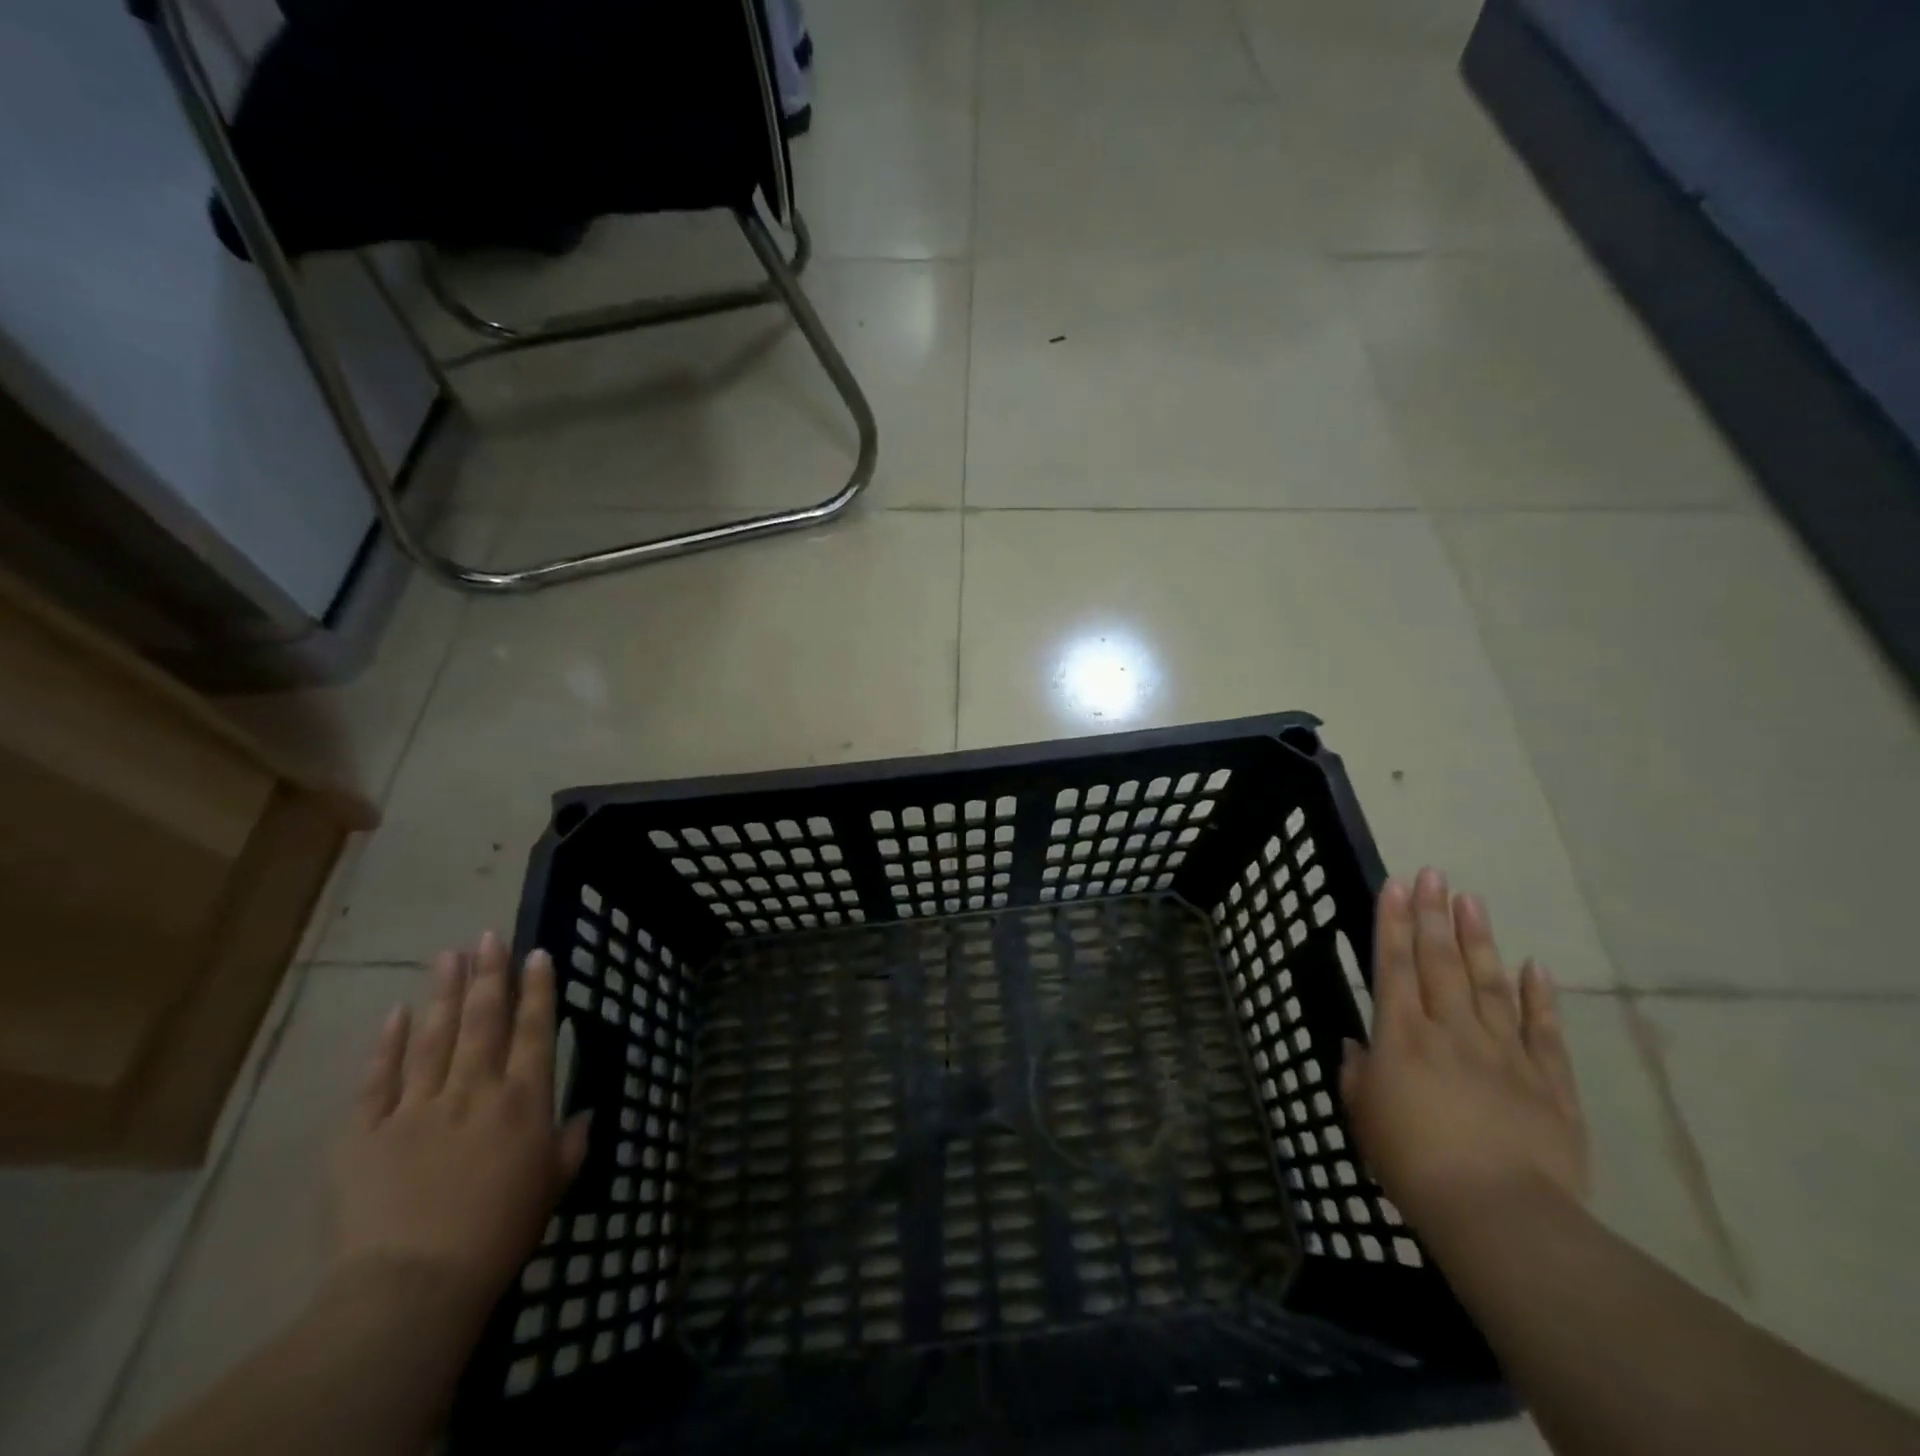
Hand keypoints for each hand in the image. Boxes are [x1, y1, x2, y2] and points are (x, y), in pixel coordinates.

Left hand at [329, 933, 588, 1331]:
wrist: (414, 1283)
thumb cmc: (500, 1232)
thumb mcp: (553, 1186)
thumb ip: (572, 1144)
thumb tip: (587, 1115)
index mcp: (523, 1099)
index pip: (535, 1030)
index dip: (538, 989)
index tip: (537, 953)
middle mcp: (475, 1088)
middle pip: (484, 1019)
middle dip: (489, 973)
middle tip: (489, 936)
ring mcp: (417, 1106)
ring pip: (434, 1036)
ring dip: (443, 992)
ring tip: (448, 954)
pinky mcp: (366, 1133)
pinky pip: (378, 1079)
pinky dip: (386, 1044)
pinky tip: (395, 1013)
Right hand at [1340, 869, 1587, 1231]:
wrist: (1499, 1216)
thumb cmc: (1413, 1163)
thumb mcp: (1365, 1118)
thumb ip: (1359, 1075)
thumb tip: (1359, 1048)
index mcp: (1403, 1036)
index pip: (1394, 965)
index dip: (1393, 922)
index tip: (1397, 884)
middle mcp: (1451, 1031)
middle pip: (1441, 962)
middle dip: (1434, 915)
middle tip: (1436, 874)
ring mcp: (1504, 1054)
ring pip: (1490, 984)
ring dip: (1479, 940)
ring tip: (1473, 901)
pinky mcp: (1549, 1084)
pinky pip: (1544, 1032)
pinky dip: (1540, 998)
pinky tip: (1536, 966)